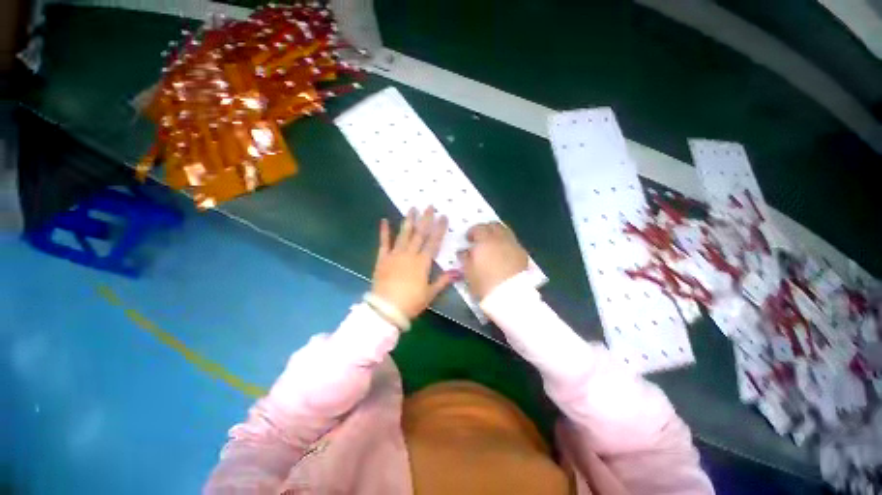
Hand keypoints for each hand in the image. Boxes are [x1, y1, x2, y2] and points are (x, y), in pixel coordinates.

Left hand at [371, 207, 456, 319]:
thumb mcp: (430, 293)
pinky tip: (384, 220)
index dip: (439, 228)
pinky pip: (384, 243)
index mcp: (422, 263)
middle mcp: (410, 254)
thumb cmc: (411, 302)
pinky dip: (384, 231)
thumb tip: (459, 272)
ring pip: (404, 234)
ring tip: (412, 208)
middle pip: (419, 234)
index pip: (433, 242)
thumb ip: (443, 281)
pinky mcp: (382, 259)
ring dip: (409, 221)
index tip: (443, 216)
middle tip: (429, 206)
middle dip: (425, 219)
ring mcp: (395, 255)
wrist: (386, 309)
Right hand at [458, 222, 528, 299]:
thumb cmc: (485, 284)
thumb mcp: (469, 272)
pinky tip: (503, 253)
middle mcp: (501, 239)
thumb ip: (465, 258)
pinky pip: (513, 242)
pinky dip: (506, 243)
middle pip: (494, 225)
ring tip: (492, 245)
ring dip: (498, 234)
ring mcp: (514, 245)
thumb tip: (464, 251)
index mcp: (485, 241)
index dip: (472, 231)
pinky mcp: (523, 254)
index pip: (478, 228)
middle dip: (486, 228)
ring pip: (506, 232)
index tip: (468, 238)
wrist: (511, 296)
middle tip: (481, 237)